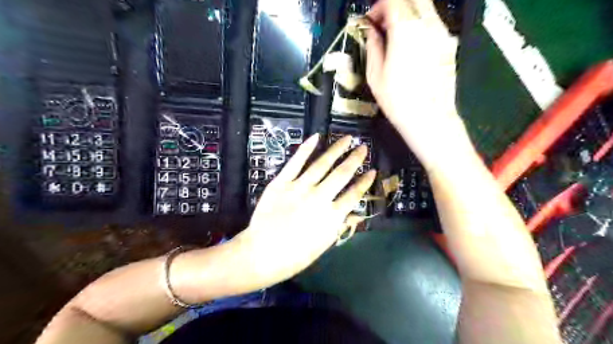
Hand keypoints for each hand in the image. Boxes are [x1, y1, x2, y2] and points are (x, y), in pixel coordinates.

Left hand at [228, 134, 375, 289]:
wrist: (262, 254)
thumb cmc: (294, 256)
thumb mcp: (323, 245)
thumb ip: (339, 226)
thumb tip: (355, 214)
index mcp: (332, 216)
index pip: (354, 194)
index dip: (365, 182)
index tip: (373, 171)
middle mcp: (319, 198)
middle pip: (341, 174)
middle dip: (355, 159)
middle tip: (363, 147)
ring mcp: (299, 187)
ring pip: (322, 164)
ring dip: (336, 150)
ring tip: (347, 138)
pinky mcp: (282, 182)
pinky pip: (295, 162)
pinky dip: (306, 148)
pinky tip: (316, 137)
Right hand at [365, 0, 470, 171]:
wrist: (430, 119)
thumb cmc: (398, 100)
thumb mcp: (375, 74)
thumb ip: (373, 45)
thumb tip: (371, 30)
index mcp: (406, 30)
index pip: (392, 0)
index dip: (378, 7)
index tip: (370, 22)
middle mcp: (428, 25)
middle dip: (394, 5)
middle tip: (383, 24)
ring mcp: (443, 33)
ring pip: (425, 8)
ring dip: (407, 14)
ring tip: (395, 36)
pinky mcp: (449, 44)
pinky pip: (433, 23)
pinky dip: (419, 25)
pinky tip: (411, 47)